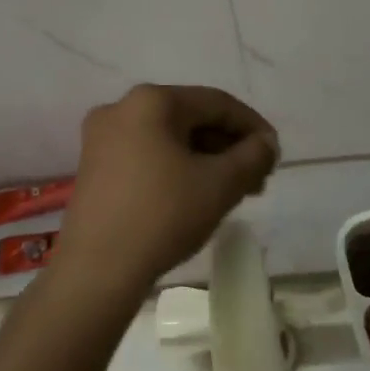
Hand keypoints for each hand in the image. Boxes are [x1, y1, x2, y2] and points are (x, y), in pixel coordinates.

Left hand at [55, 85, 278, 294]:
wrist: (98, 269)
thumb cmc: (163, 216)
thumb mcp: (221, 185)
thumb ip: (253, 156)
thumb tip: (266, 143)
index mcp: (151, 101)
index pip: (217, 103)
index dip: (253, 127)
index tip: (275, 155)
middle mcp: (121, 108)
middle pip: (191, 118)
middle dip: (228, 146)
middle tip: (256, 178)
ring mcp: (101, 138)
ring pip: (169, 139)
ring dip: (206, 160)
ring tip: (232, 191)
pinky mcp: (94, 167)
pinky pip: (148, 155)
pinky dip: (177, 168)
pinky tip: (195, 195)